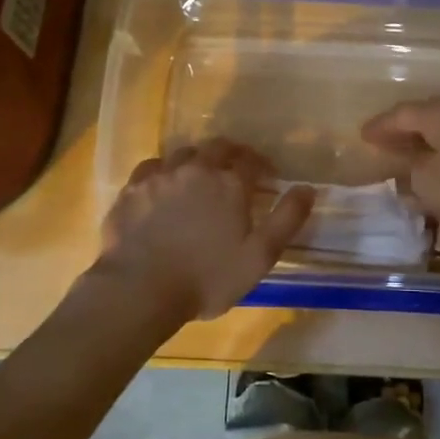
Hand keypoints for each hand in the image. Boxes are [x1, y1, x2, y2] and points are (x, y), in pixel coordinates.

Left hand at [97, 140, 314, 322]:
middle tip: (237, 168)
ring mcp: (160, 176)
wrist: (140, 290)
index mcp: (230, 183)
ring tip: (201, 176)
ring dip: (198, 160)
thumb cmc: (207, 278)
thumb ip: (287, 219)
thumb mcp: (260, 256)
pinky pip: (152, 167)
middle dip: (232, 154)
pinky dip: (164, 170)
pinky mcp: (132, 189)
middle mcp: (196, 169)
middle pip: (218, 148)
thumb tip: (307, 188)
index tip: (268, 176)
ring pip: (184, 154)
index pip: (252, 161)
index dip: (262, 165)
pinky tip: (164, 184)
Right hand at [360, 98, 439, 253]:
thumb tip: (408, 157)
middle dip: (403, 127)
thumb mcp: (426, 181)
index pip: (404, 112)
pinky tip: (434, 167)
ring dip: (424, 140)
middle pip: (428, 115)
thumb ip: (410, 164)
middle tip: (383, 141)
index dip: (381, 124)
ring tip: (406, 154)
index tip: (362, 135)